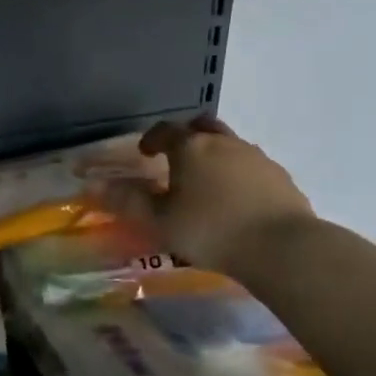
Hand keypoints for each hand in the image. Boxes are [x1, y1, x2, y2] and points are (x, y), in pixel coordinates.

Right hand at [101, 117, 314, 274]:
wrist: (282, 248)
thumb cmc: (211, 230)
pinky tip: (237, 200)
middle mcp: (224, 143)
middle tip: (177, 158)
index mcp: (191, 148)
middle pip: (202, 127)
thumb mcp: (160, 221)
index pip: (165, 130)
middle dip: (187, 137)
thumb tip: (93, 184)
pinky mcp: (280, 177)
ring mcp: (256, 158)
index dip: (151, 139)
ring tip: (206, 182)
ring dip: (214, 155)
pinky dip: (238, 174)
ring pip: (230, 144)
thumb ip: (127, 201)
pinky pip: (252, 166)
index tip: (145, 153)